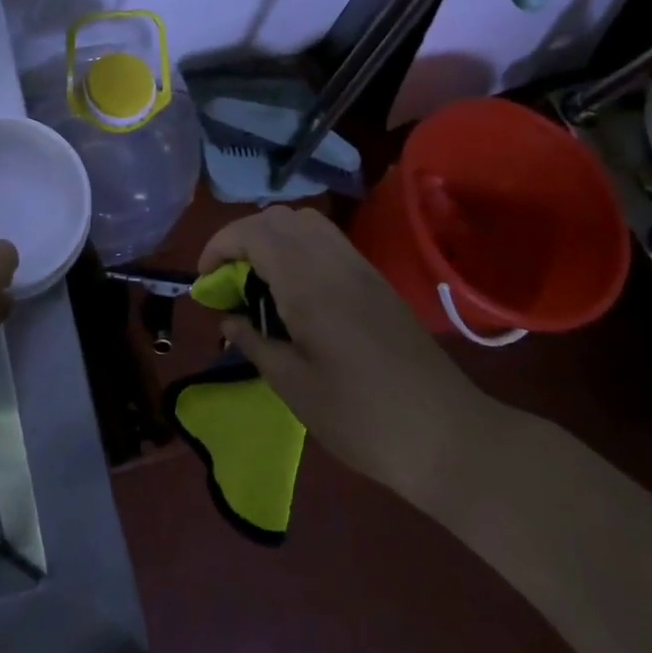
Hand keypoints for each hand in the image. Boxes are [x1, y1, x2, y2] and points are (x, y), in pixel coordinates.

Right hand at [200, 206, 509, 510]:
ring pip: (305, 222)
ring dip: (272, 237)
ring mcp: (359, 266)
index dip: (219, 246)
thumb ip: (253, 342)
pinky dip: (298, 246)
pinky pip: (327, 240)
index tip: (205, 280)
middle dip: (242, 238)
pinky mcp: (375, 279)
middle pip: (277, 218)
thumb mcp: (292, 385)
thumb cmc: (360, 416)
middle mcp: (333, 260)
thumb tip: (227, 318)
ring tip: (258, 281)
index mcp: (308, 281)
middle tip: (229, 280)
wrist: (446, 435)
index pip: (253, 233)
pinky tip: (295, 289)